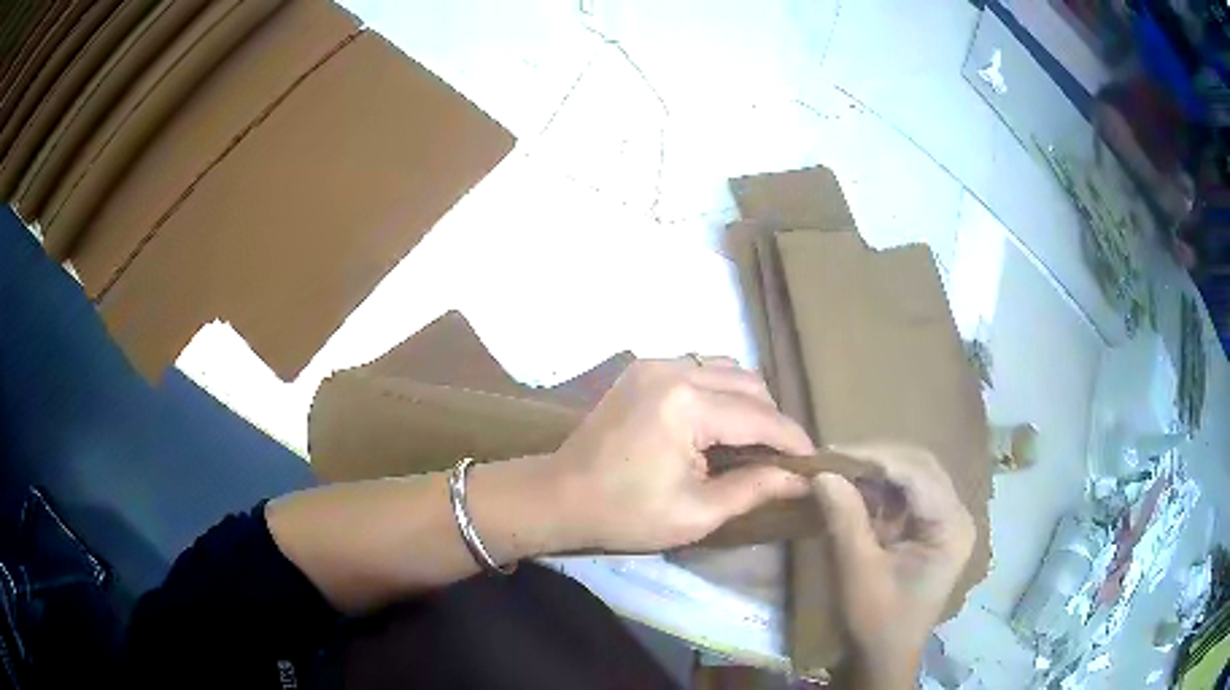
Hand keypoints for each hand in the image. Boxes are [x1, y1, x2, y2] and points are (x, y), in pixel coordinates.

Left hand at [548, 357, 815, 551]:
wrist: (559, 496)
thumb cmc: (626, 514)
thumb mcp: (696, 513)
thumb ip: (754, 488)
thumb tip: (802, 479)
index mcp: (687, 405)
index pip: (761, 417)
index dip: (793, 441)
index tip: (815, 462)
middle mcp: (674, 370)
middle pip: (749, 385)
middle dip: (772, 422)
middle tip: (778, 460)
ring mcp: (655, 363)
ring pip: (727, 370)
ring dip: (748, 403)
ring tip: (750, 442)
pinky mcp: (643, 368)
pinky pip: (699, 368)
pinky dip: (720, 392)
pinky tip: (717, 423)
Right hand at [813, 443, 974, 687]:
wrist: (881, 656)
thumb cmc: (875, 621)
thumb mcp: (857, 572)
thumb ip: (844, 519)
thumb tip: (822, 473)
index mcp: (951, 526)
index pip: (918, 473)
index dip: (875, 457)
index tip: (830, 453)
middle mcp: (955, 515)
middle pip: (919, 467)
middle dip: (875, 459)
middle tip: (831, 458)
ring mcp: (944, 521)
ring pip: (912, 476)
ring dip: (875, 472)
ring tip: (837, 470)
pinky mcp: (928, 529)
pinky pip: (905, 496)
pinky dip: (877, 490)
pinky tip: (853, 490)